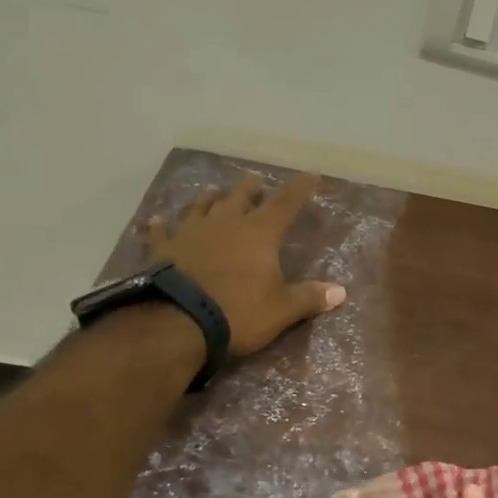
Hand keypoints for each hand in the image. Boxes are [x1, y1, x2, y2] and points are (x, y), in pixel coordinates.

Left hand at [146, 172, 345, 355]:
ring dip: (209, 199)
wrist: (177, 323)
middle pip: (239, 197)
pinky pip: (161, 232)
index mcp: (259, 233)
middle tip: (255, 179)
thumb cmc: (238, 312)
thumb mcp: (281, 310)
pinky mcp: (162, 250)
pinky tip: (156, 220)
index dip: (300, 189)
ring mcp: (190, 234)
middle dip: (250, 188)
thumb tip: (341, 292)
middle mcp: (225, 224)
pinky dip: (160, 226)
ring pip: (201, 207)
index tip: (311, 175)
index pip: (285, 204)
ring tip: (213, 191)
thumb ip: (310, 298)